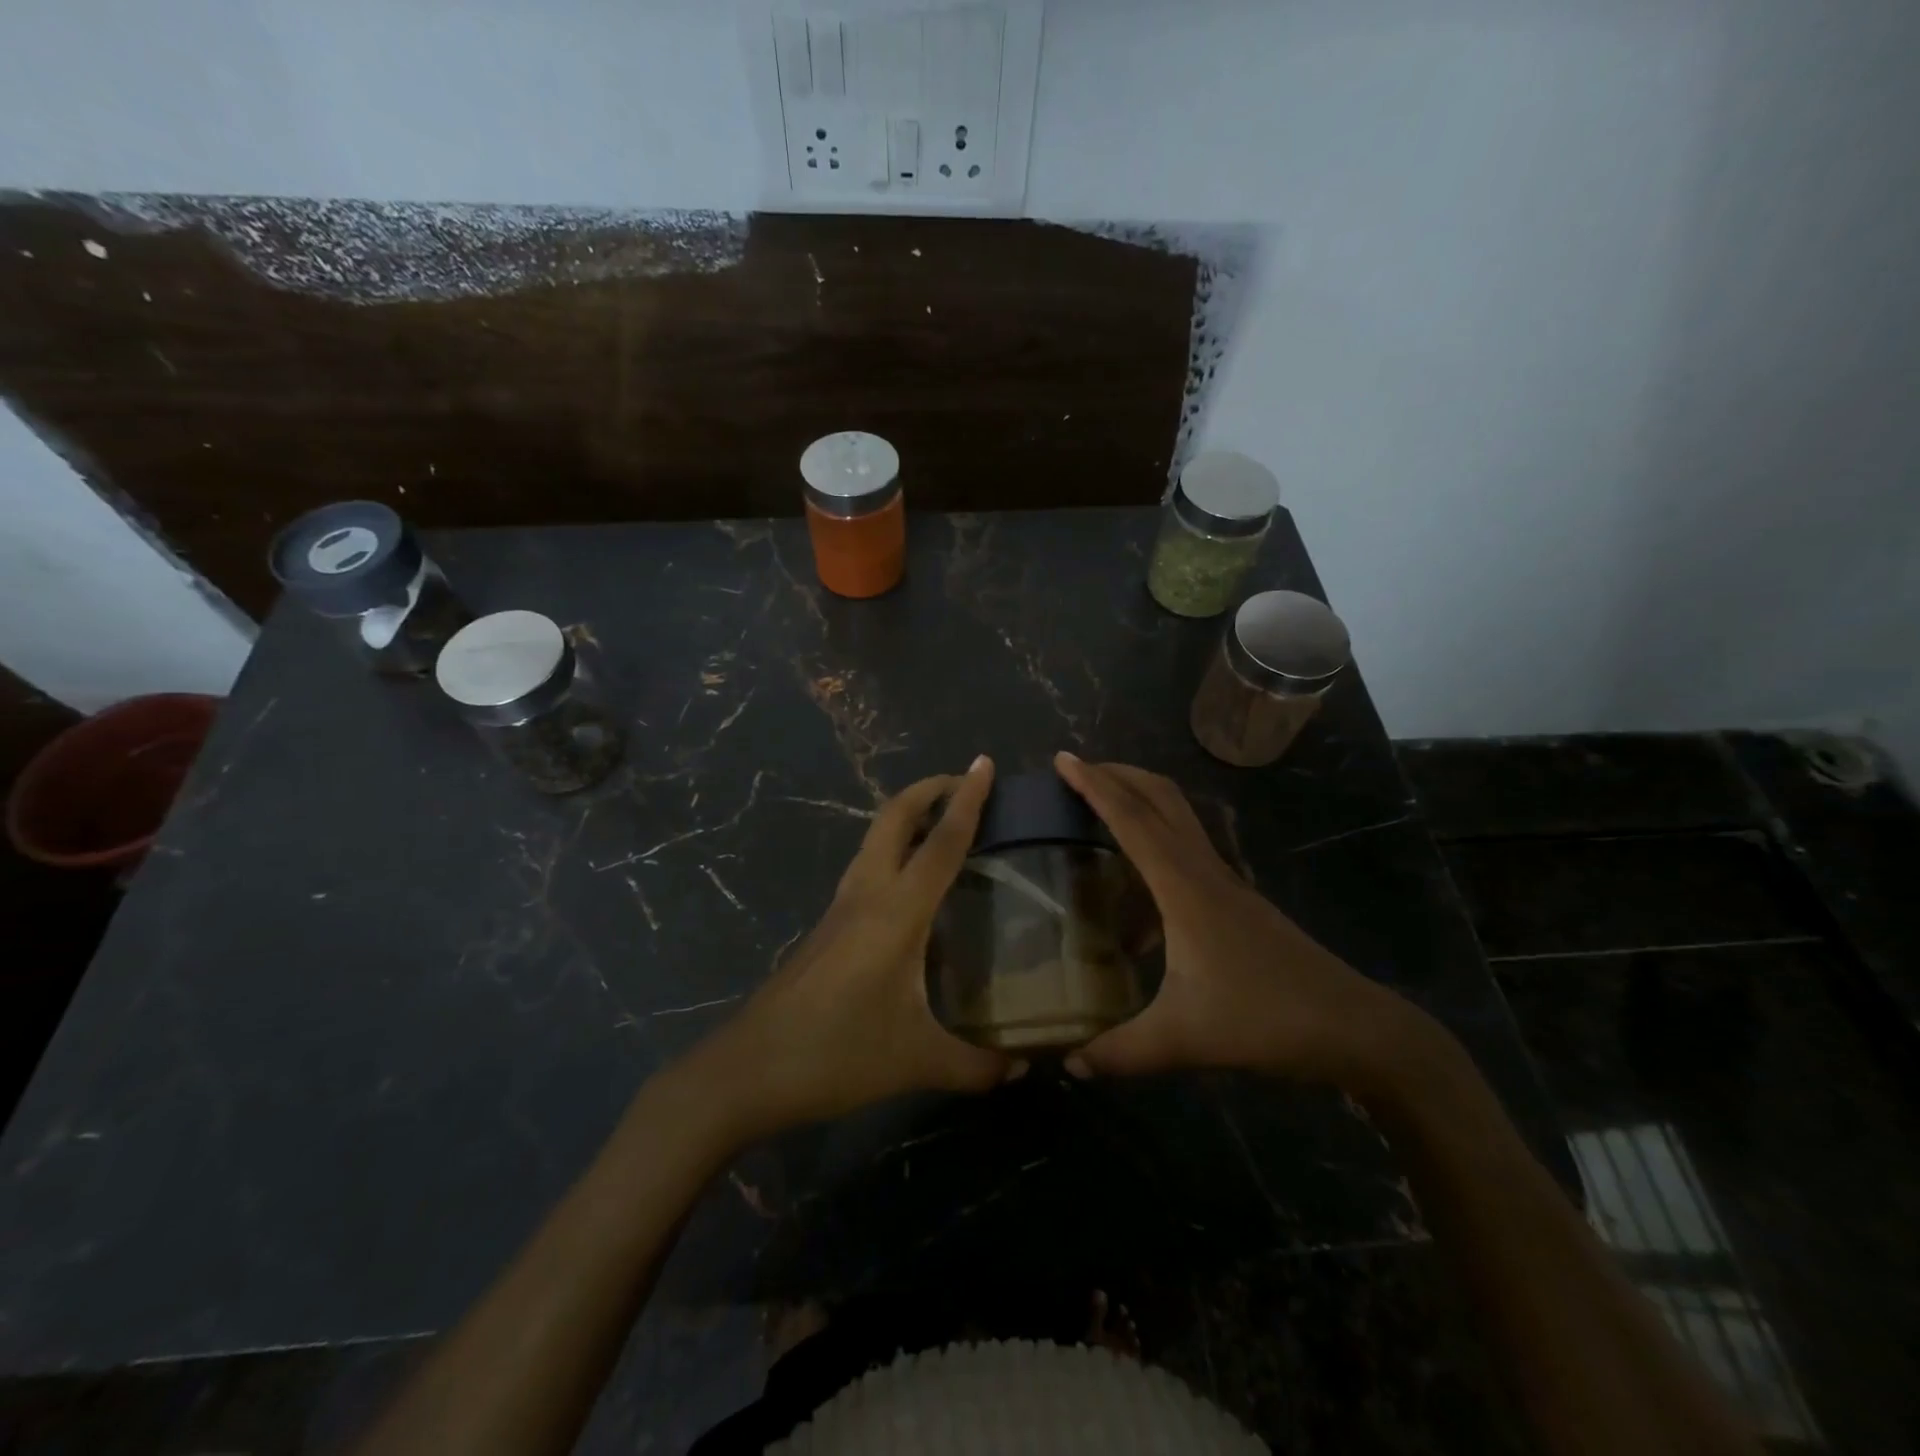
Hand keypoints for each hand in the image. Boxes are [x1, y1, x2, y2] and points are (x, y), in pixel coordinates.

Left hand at [691, 757, 1018, 1140]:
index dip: (966, 800)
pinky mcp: (826, 928)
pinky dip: (893, 851)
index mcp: (894, 913)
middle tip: (964, 785)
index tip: (983, 763)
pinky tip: (912, 887)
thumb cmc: (834, 1054)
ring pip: (874, 839)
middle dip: (927, 790)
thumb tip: (1022, 1065)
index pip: (940, 843)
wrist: (746, 1071)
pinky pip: (867, 867)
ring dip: (907, 817)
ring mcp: (840, 909)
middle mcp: (865, 896)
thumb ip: (975, 1065)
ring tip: (944, 827)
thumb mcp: (914, 1061)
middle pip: (893, 818)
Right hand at [1055, 753, 1428, 1092]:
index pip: (1132, 820)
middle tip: (1077, 770)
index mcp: (1185, 888)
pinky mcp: (1237, 901)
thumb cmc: (1266, 1020)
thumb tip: (1069, 1062)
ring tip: (1100, 809)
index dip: (1094, 785)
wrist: (1354, 1027)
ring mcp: (1226, 883)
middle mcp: (1205, 871)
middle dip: (1118, 774)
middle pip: (1161, 798)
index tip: (1063, 758)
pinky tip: (1137, 891)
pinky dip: (1156, 842)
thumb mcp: (1184, 1039)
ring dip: (1139, 799)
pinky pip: (1187, 851)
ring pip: (1178, 818)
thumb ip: (1121, 1052)